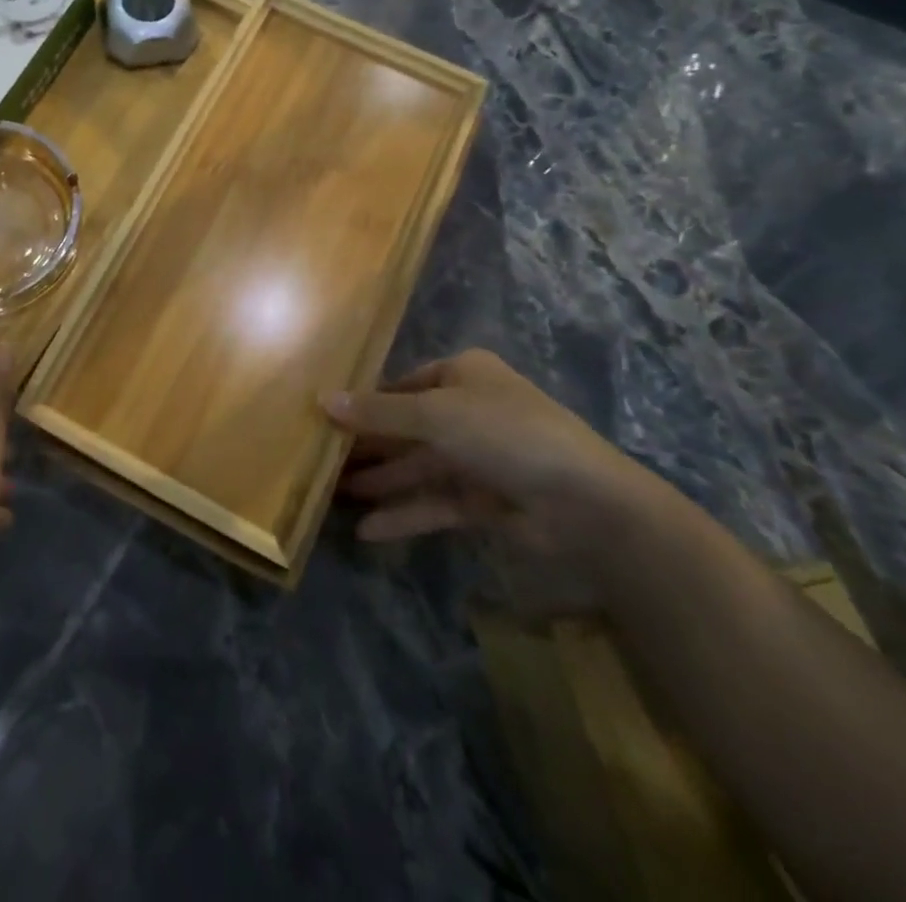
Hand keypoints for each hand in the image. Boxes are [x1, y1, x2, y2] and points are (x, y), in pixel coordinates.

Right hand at [325, 349, 678, 615]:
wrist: (585, 502)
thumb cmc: (505, 433)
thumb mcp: (434, 414)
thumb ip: (377, 412)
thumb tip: (322, 400)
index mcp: (462, 374)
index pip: (402, 385)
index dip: (365, 401)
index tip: (324, 419)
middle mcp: (469, 410)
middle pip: (406, 427)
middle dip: (367, 446)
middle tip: (320, 461)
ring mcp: (479, 457)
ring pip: (418, 467)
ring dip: (381, 481)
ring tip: (333, 495)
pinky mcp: (486, 500)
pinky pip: (436, 502)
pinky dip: (405, 514)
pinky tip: (368, 530)